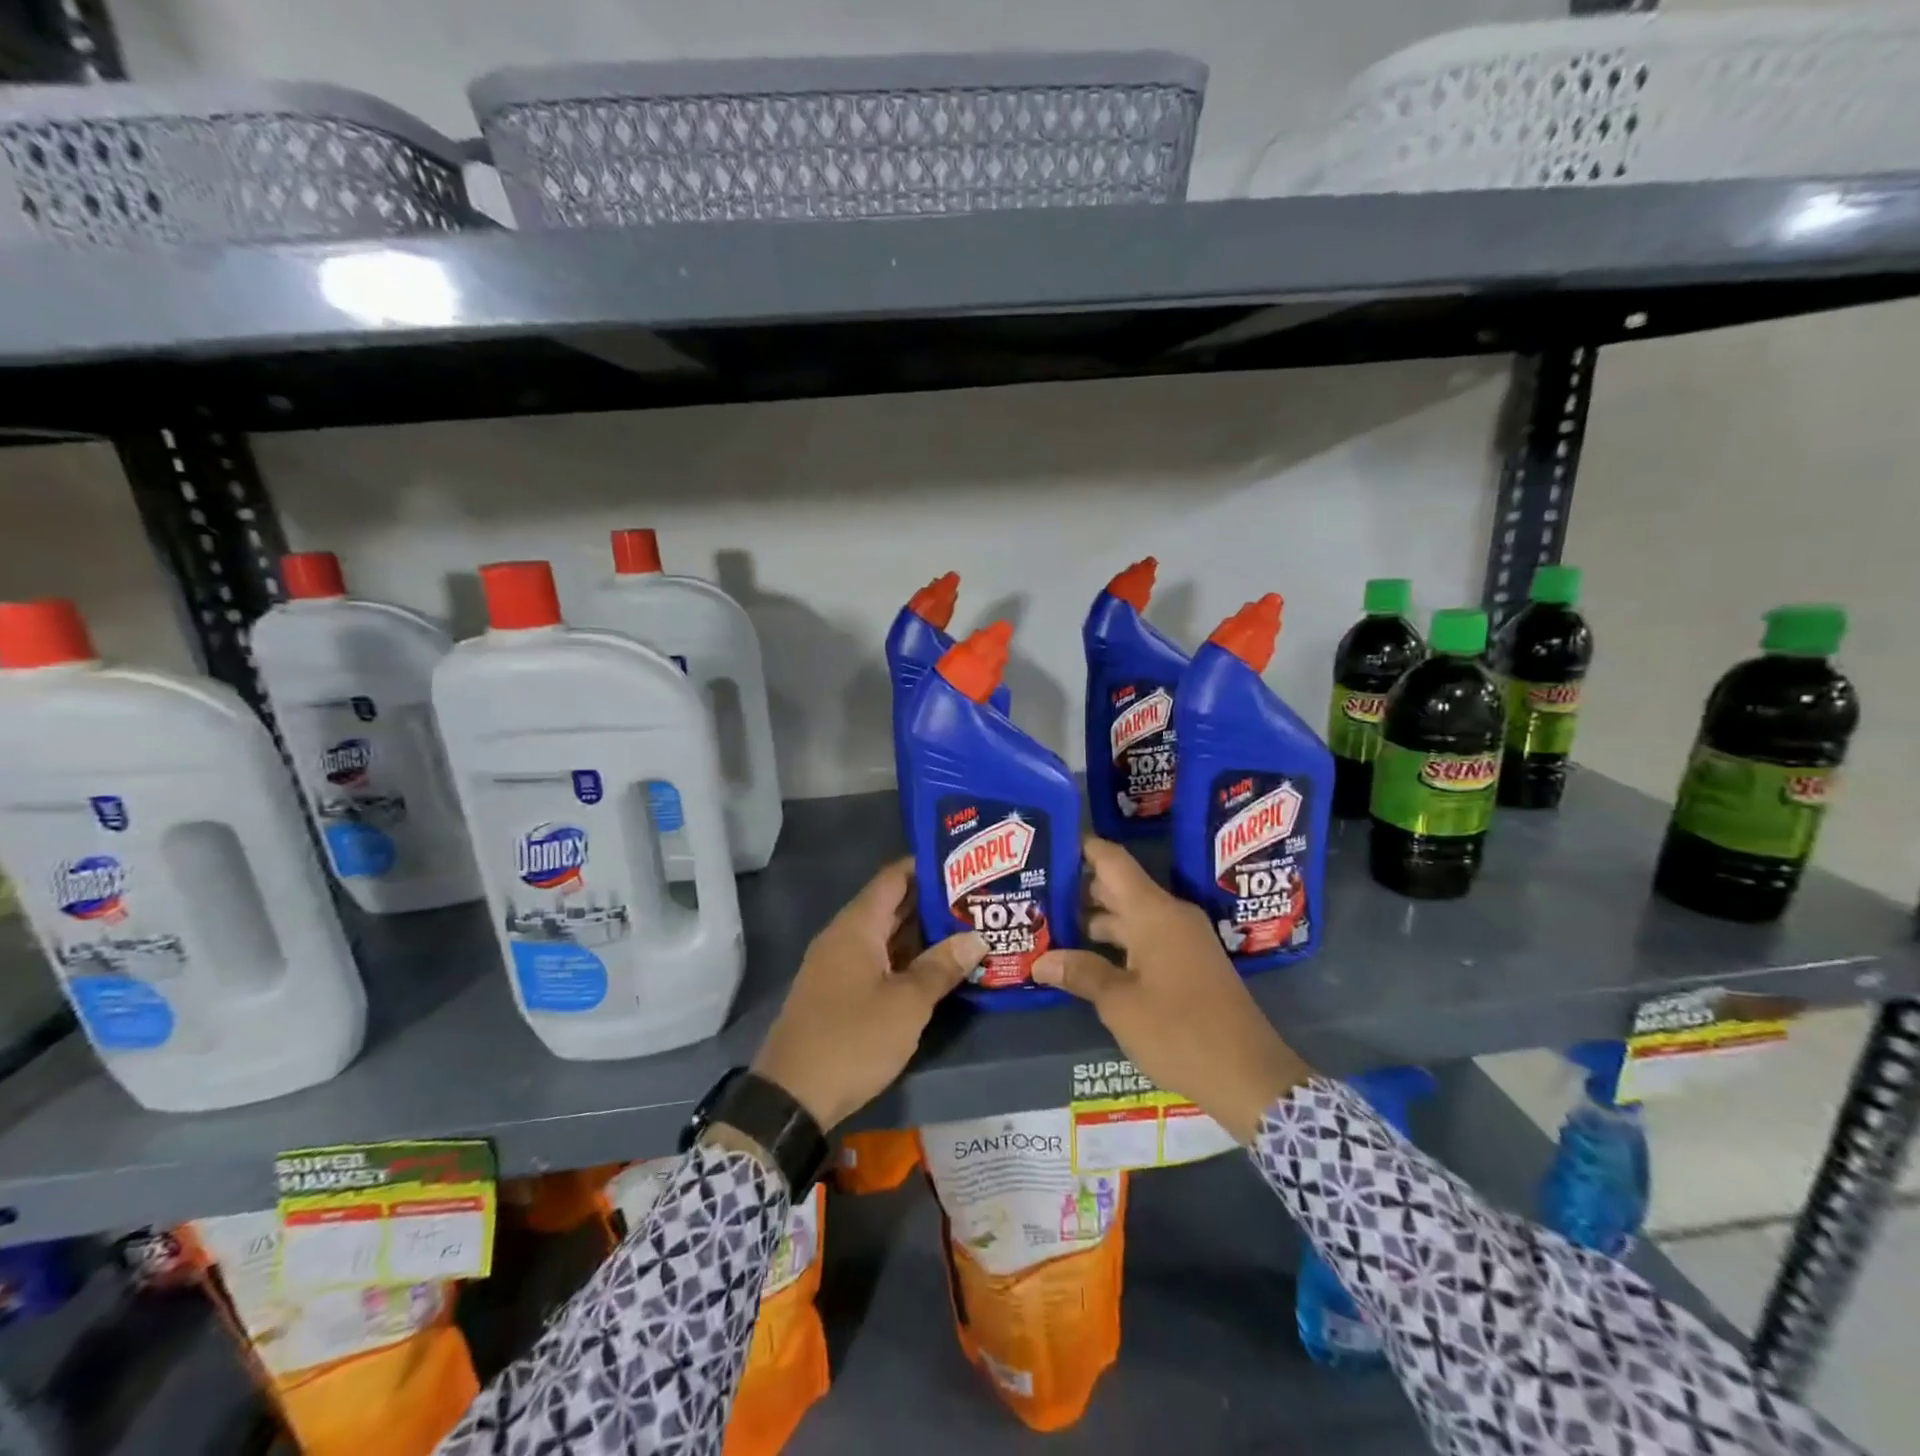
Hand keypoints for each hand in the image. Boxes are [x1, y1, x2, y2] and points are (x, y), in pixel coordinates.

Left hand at [751, 858, 985, 1131]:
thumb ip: (941, 967)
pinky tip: (937, 967)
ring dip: (922, 934)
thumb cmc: (852, 1039)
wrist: (791, 1097)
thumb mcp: (906, 1004)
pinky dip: (906, 958)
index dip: (928, 867)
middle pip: (892, 905)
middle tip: (977, 898)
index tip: (966, 865)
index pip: (894, 877)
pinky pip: (878, 961)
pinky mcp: (838, 992)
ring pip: (886, 936)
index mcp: (856, 926)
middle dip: (933, 902)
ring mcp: (839, 965)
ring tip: (968, 928)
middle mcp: (844, 936)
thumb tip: (976, 938)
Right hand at [1033, 837, 1310, 1142]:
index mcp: (1154, 912)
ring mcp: (1183, 940)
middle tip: (1034, 892)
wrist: (1250, 1077)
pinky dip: (1116, 943)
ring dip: (1093, 920)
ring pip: (1131, 916)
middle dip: (1077, 889)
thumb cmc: (1180, 1031)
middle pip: (1118, 888)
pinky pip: (1145, 938)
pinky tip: (1086, 959)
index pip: (1112, 861)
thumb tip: (1041, 961)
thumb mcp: (1120, 1004)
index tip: (1047, 843)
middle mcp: (1170, 916)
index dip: (1081, 847)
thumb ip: (1080, 974)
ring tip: (1049, 926)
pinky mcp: (1189, 964)